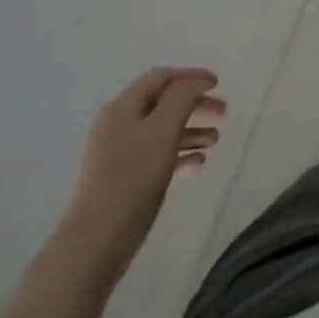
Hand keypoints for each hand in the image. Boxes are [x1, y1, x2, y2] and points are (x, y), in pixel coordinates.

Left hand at [60, 68, 224, 279]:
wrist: (96, 242)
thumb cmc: (132, 178)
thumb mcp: (163, 130)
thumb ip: (182, 99)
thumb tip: (195, 83)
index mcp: (123, 108)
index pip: (160, 78)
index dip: (191, 76)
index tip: (218, 84)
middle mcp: (119, 126)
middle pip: (163, 103)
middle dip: (194, 104)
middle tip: (222, 113)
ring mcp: (119, 154)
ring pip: (162, 131)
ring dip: (191, 130)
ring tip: (215, 140)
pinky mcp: (124, 180)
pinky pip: (157, 157)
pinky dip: (180, 154)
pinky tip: (198, 163)